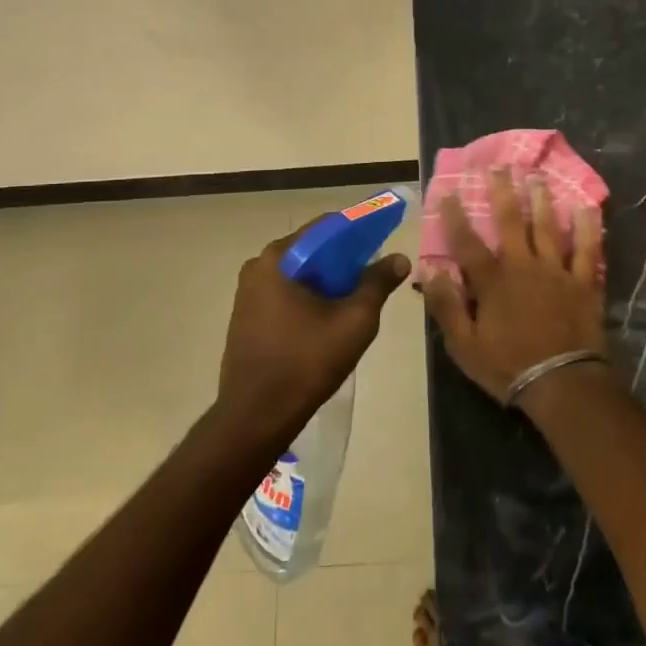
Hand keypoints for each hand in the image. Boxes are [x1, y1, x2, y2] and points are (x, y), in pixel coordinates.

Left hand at [217, 219, 409, 444]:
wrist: (256, 417)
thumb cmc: (307, 362)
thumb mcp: (354, 320)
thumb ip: (377, 283)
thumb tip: (399, 258)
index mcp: (279, 258)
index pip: (326, 227)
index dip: (358, 230)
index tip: (383, 239)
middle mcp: (258, 266)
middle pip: (312, 250)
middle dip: (344, 259)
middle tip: (374, 274)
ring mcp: (248, 292)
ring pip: (300, 273)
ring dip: (328, 280)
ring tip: (357, 297)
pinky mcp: (246, 316)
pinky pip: (286, 292)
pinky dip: (310, 296)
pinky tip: (330, 316)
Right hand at [422, 168, 606, 403]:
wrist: (563, 383)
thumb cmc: (509, 365)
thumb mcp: (464, 345)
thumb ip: (447, 306)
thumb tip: (430, 270)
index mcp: (492, 281)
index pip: (467, 243)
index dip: (455, 217)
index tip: (448, 192)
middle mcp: (523, 266)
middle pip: (510, 222)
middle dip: (503, 192)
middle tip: (500, 167)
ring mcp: (556, 271)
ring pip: (547, 227)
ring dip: (541, 200)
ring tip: (537, 177)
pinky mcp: (583, 282)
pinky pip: (586, 249)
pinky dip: (587, 227)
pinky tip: (586, 208)